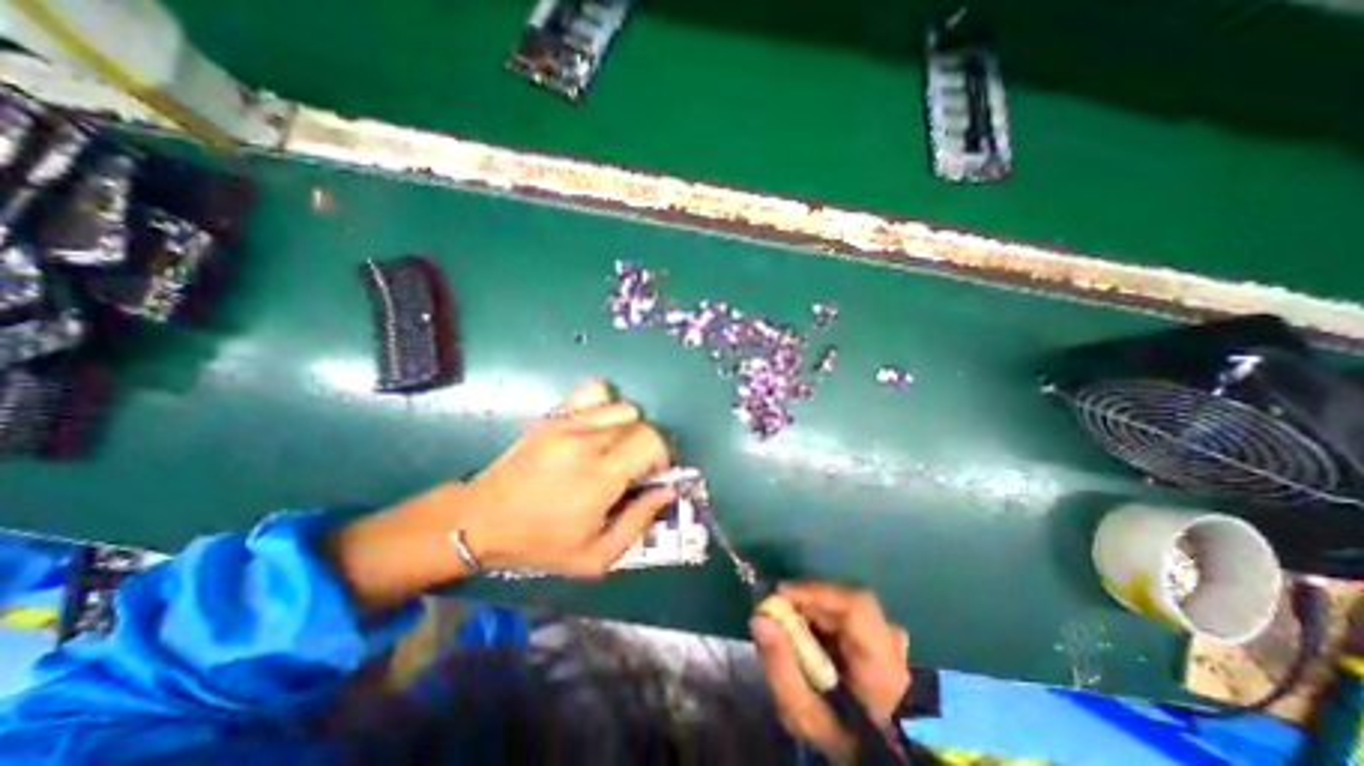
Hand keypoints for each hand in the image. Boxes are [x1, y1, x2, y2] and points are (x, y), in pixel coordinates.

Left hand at [325, 380, 676, 613]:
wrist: (480, 520)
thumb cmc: (539, 542)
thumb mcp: (596, 556)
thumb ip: (638, 522)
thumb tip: (666, 492)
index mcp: (600, 477)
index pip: (650, 442)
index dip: (661, 456)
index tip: (652, 474)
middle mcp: (587, 442)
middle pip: (640, 422)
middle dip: (648, 444)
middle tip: (635, 466)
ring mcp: (568, 423)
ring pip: (622, 406)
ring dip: (630, 426)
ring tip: (616, 447)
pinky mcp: (554, 415)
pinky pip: (594, 390)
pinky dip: (606, 403)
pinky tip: (598, 425)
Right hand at [750, 584, 909, 756]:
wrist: (873, 749)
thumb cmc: (838, 735)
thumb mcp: (804, 715)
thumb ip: (781, 667)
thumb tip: (759, 617)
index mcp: (882, 663)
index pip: (856, 604)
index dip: (815, 591)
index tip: (778, 593)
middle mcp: (891, 639)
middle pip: (843, 599)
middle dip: (805, 600)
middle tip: (774, 613)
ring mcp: (889, 632)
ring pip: (842, 601)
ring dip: (811, 607)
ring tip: (788, 626)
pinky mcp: (880, 629)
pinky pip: (845, 607)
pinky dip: (820, 614)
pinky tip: (807, 633)